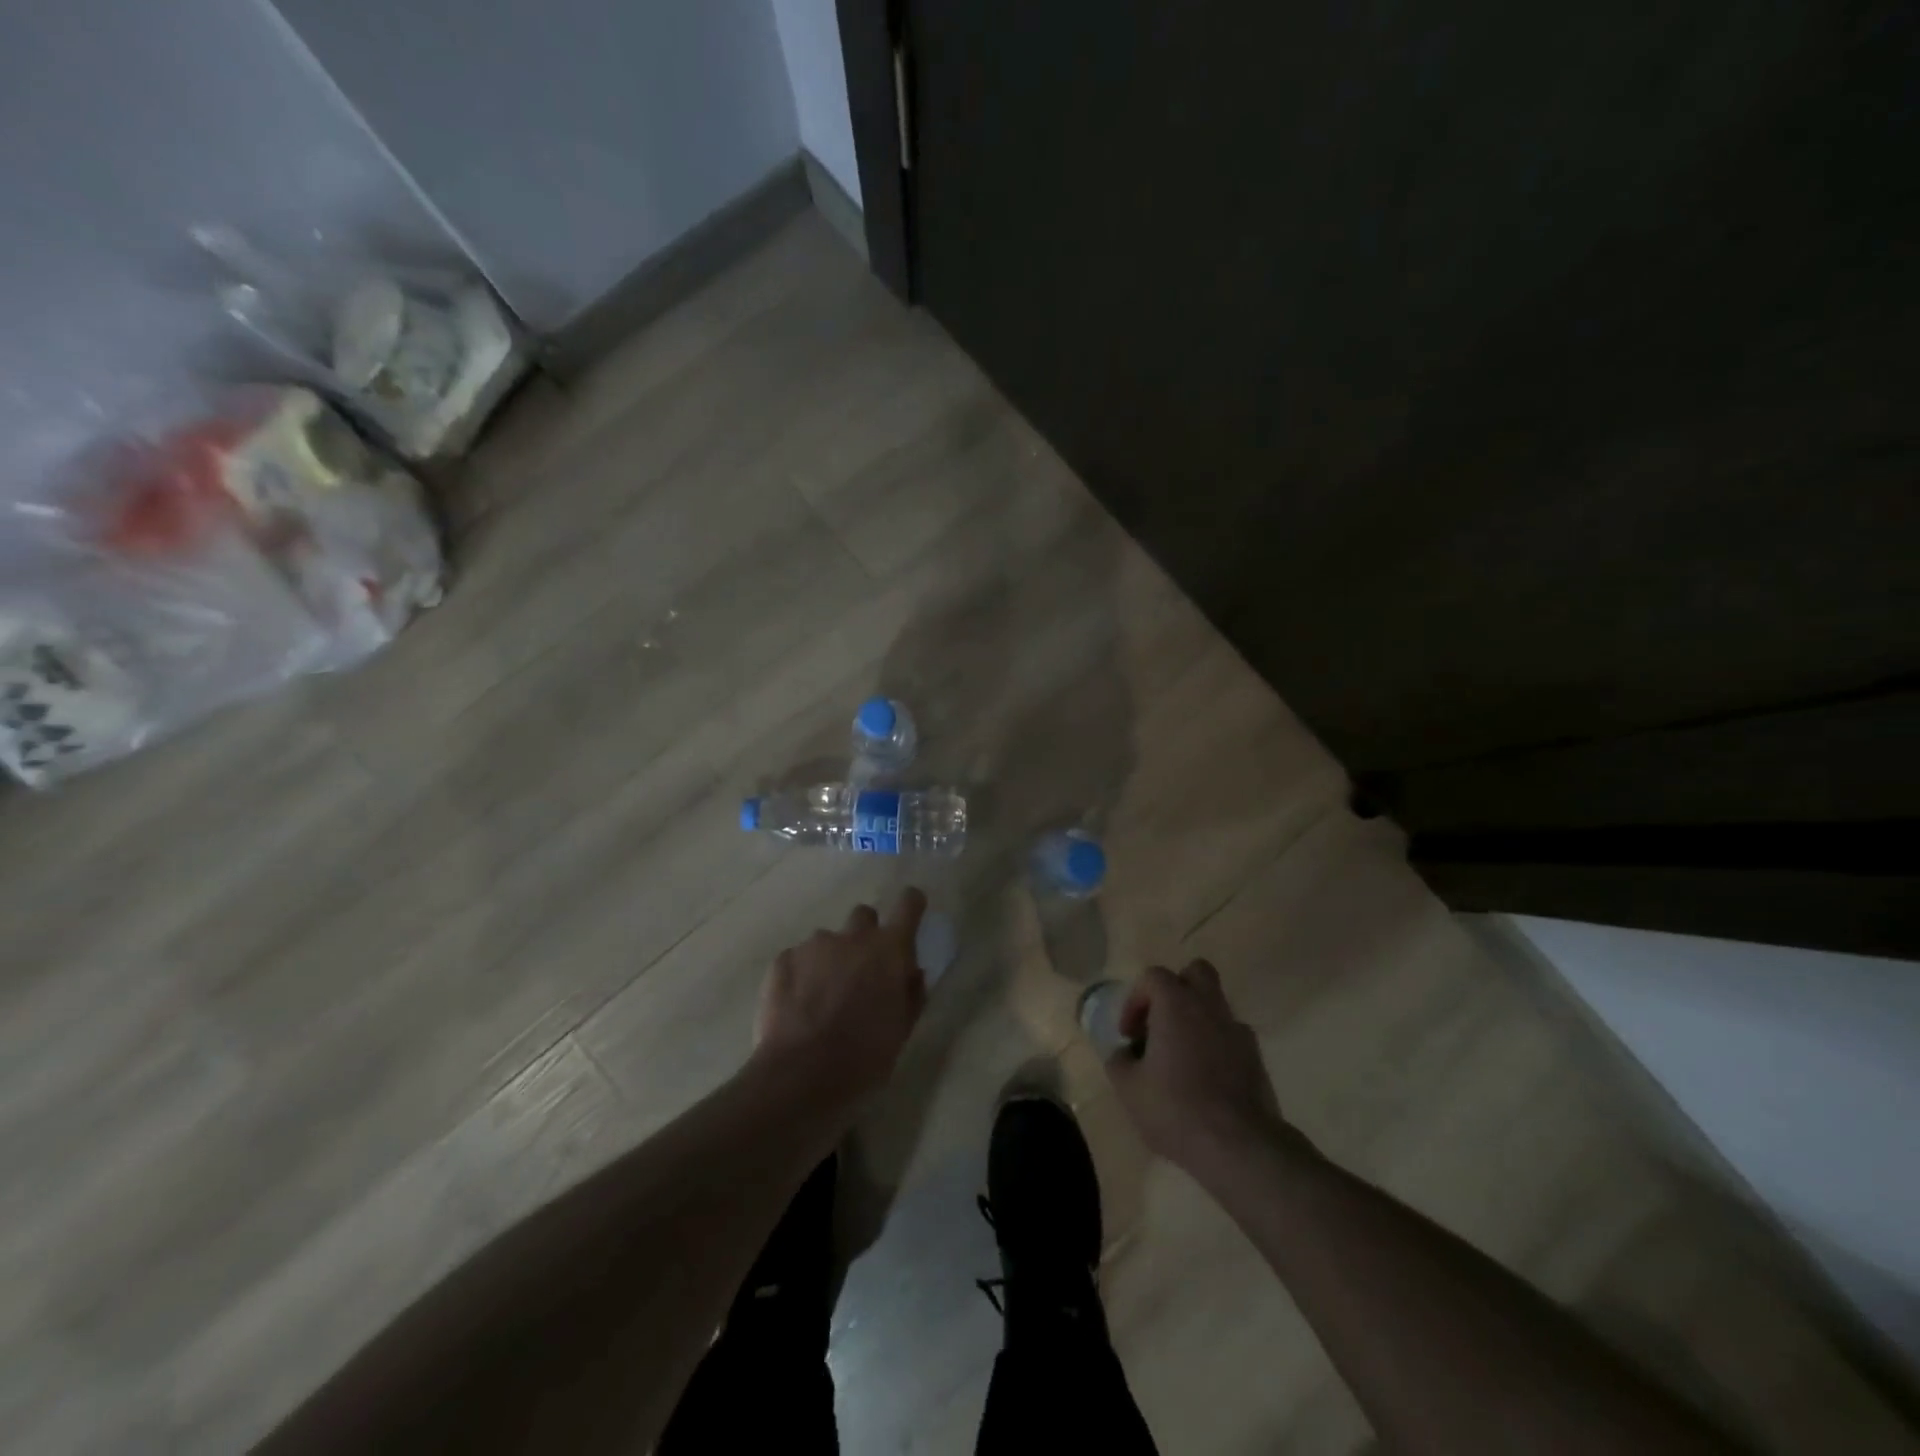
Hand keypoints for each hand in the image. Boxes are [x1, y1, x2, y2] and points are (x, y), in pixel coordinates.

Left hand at [752, 888, 928, 1106]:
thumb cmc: (863, 1057)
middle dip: (865, 935)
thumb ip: (911, 994)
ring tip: (822, 997)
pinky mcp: (783, 959)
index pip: (908, 903)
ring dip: (831, 958)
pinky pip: (798, 958)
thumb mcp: (901, 1031)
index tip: (909, 914)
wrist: (800, 1075)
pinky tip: (797, 1007)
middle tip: (861, 970)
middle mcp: (852, 937)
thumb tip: (913, 972)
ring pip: (828, 939)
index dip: (911, 905)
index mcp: (888, 950)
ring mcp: (814, 945)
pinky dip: (801, 974)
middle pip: (864, 915)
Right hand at [1105, 960, 1293, 1181]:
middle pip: (1196, 972)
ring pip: (1216, 1004)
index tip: (1129, 1034)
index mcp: (1176, 1004)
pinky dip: (1217, 1045)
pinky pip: (1231, 1036)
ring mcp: (1237, 1030)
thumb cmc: (1175, 1108)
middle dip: (1176, 989)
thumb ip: (1119, 1061)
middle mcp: (1209, 1006)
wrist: (1239, 1146)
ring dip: (1197, 1018)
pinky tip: (1206, 1077)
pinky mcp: (1256, 1058)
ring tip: (1181, 1056)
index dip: (1136, 1000)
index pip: (1153, 976)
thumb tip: (1124, 1054)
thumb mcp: (1129, 1088)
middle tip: (1161, 1022)